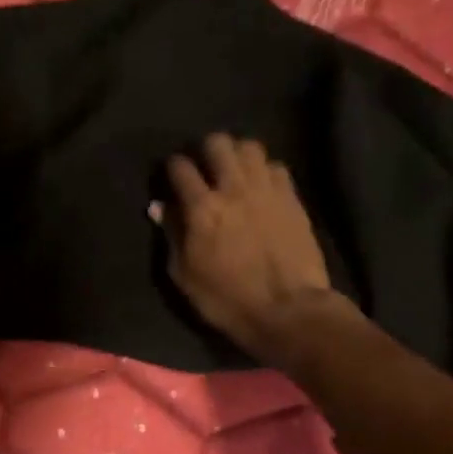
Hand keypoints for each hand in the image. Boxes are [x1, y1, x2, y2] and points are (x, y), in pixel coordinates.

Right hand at [150, 133, 358, 362]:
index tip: (171, 179)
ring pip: (249, 146)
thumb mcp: (185, 275)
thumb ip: (171, 235)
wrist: (288, 310)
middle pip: (217, 143)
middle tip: (204, 169)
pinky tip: (260, 187)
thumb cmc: (227, 299)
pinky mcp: (292, 198)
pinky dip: (264, 171)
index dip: (171, 168)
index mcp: (202, 208)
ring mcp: (267, 189)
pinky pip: (276, 166)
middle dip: (206, 150)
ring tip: (233, 172)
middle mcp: (234, 188)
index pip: (180, 167)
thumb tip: (160, 207)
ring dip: (237, 154)